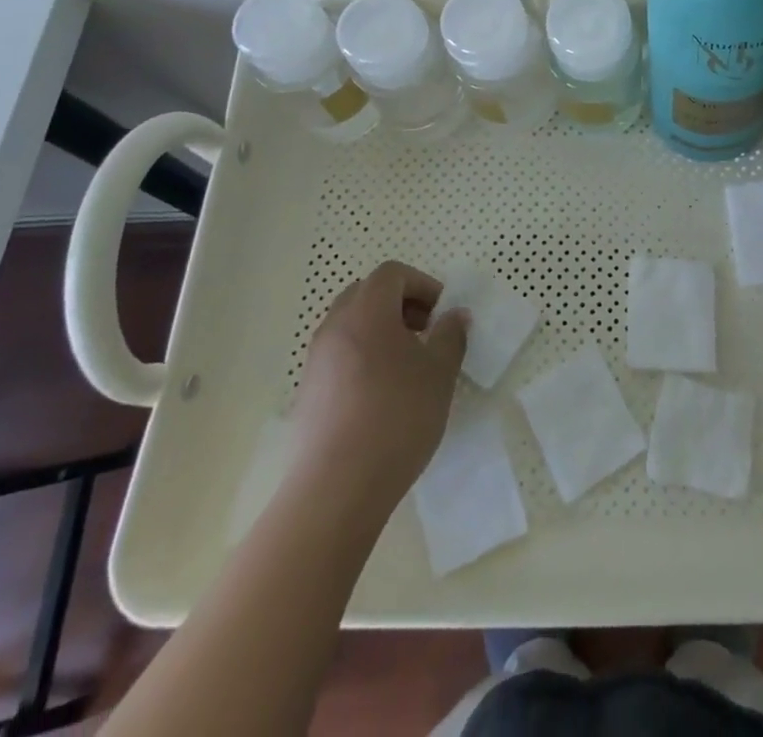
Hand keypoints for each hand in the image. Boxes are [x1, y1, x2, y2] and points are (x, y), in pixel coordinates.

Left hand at [288, 260, 468, 519]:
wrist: (336, 489)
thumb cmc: (396, 418)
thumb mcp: (439, 373)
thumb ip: (450, 335)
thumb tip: (455, 315)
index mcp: (366, 312)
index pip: (392, 274)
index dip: (422, 284)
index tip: (441, 313)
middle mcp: (335, 326)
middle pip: (367, 293)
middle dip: (400, 303)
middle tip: (425, 331)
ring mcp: (316, 360)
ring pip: (351, 324)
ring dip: (381, 330)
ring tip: (407, 365)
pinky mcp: (307, 392)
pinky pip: (339, 354)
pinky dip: (363, 356)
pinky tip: (382, 394)